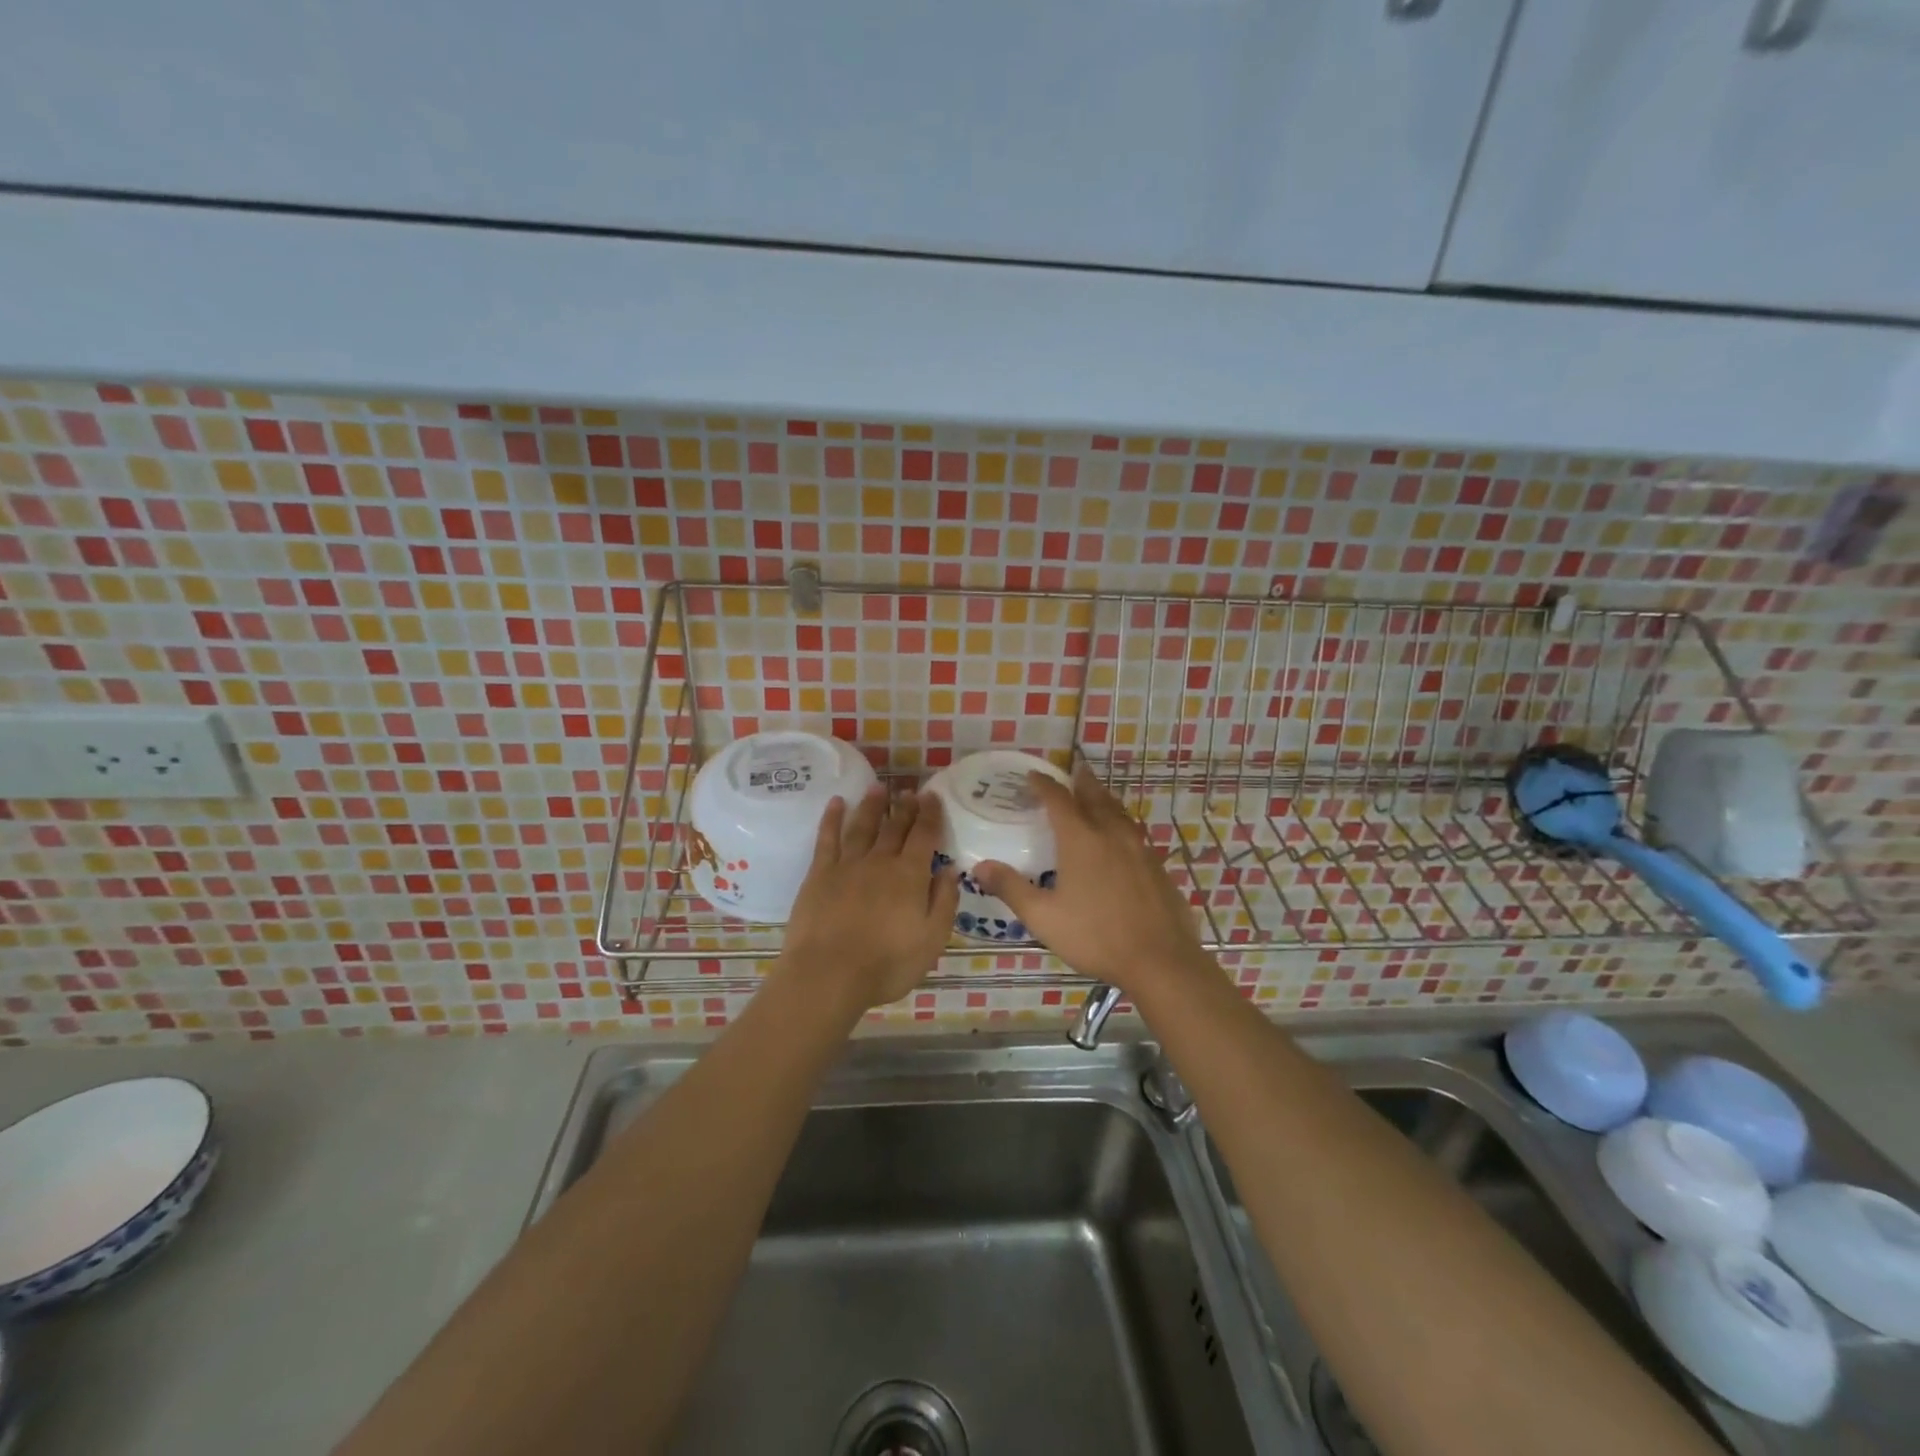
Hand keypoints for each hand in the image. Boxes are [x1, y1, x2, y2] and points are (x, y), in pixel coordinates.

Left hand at [777, 787, 959, 1011]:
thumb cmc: (886, 964)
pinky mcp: (819, 874)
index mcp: (910, 876)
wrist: (828, 975)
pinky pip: (827, 838)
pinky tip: (836, 803)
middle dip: (904, 807)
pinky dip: (832, 818)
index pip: (924, 836)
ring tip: (878, 788)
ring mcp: (847, 865)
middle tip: (909, 791)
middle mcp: (880, 861)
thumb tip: (950, 868)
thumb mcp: (931, 940)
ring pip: (862, 826)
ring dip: (872, 806)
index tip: (933, 796)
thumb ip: (943, 901)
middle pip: (895, 827)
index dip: (930, 814)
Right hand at [973, 765, 1211, 997]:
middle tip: (1072, 770)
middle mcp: (1111, 834)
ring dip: (1103, 798)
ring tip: (1095, 796)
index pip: (1058, 800)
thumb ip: (1011, 888)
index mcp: (1081, 840)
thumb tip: (980, 867)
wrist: (1161, 960)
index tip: (1032, 775)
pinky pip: (1134, 832)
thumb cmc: (1096, 936)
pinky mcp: (1157, 866)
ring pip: (1118, 812)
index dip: (1043, 784)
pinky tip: (1121, 837)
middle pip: (1094, 796)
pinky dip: (1121, 822)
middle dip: (1080, 781)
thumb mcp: (1043, 917)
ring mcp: (1139, 848)